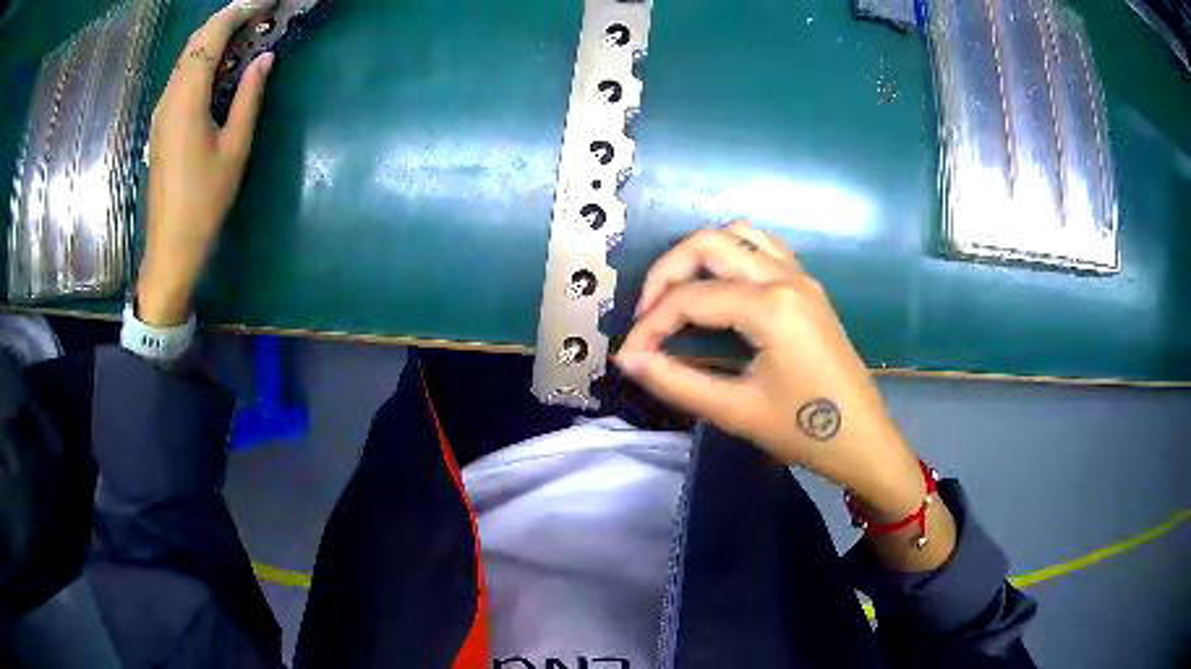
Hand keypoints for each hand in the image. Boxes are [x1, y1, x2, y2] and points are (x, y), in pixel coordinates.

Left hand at [138, 0, 276, 325]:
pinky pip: (181, 76)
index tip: (265, 1)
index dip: (238, 12)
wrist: (171, 246)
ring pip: (186, 57)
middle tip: (258, 11)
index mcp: (187, 99)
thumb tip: (264, 58)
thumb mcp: (234, 148)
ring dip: (214, 37)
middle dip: (226, 18)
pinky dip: (202, 58)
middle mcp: (169, 97)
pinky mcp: (162, 122)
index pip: (211, 37)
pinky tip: (221, 63)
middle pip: (195, 41)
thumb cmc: (205, 200)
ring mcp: (162, 110)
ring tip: (245, 30)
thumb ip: (248, 96)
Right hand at [618, 221, 923, 519]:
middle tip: (647, 316)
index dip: (650, 326)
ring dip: (699, 255)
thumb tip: (628, 361)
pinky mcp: (807, 285)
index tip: (629, 356)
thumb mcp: (736, 411)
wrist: (862, 439)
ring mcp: (800, 276)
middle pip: (708, 244)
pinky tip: (719, 287)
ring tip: (678, 295)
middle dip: (666, 273)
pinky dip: (731, 253)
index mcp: (771, 307)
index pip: (690, 299)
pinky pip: (763, 246)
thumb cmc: (804, 431)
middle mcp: (785, 277)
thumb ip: (676, 382)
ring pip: (737, 234)